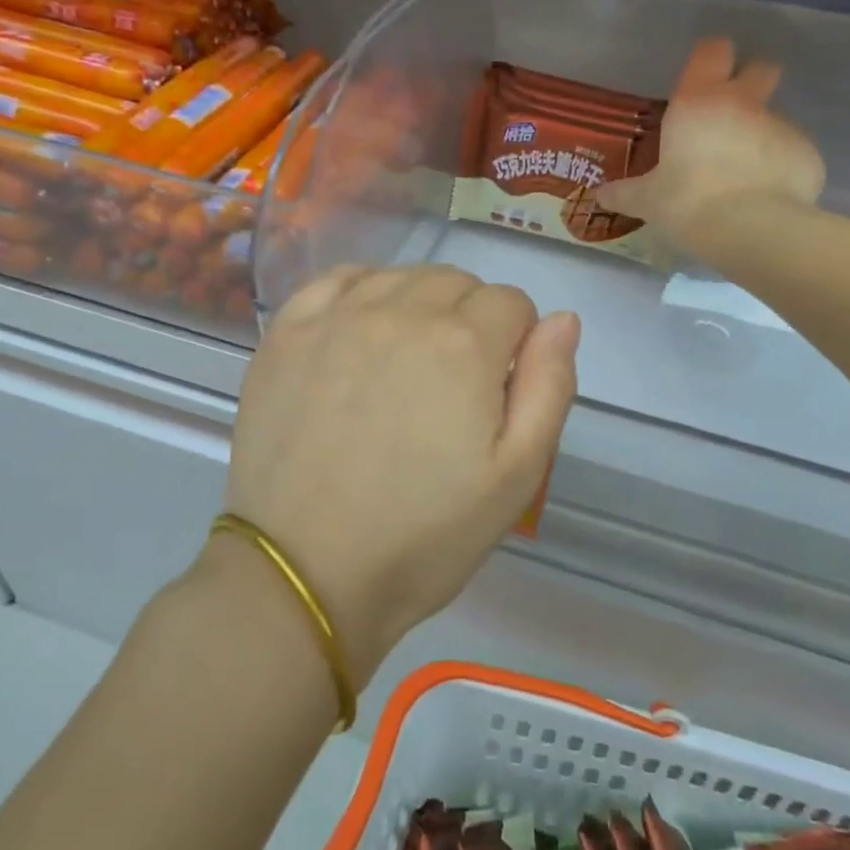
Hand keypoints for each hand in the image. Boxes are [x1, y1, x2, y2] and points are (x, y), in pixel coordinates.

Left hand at [219, 265, 578, 681]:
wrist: (306, 573)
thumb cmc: (424, 535)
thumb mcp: (517, 476)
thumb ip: (549, 387)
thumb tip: (563, 319)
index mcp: (464, 344)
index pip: (512, 303)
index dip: (516, 344)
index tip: (497, 390)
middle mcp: (401, 311)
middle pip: (457, 283)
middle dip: (472, 321)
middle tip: (453, 386)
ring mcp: (337, 317)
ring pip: (401, 277)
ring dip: (419, 306)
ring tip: (406, 365)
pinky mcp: (287, 333)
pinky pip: (337, 280)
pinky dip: (361, 293)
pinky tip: (359, 331)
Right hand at [598, 38, 824, 253]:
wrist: (750, 229)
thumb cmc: (687, 202)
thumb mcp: (647, 201)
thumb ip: (625, 193)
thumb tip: (599, 195)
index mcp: (699, 102)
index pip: (712, 51)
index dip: (709, 58)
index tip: (702, 76)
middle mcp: (744, 103)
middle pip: (761, 68)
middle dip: (751, 82)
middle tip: (732, 115)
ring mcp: (781, 126)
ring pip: (774, 117)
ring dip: (761, 136)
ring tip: (745, 175)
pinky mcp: (808, 154)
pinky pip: (792, 154)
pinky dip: (781, 169)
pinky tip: (767, 197)